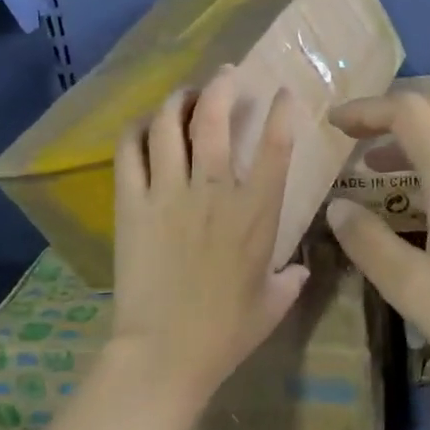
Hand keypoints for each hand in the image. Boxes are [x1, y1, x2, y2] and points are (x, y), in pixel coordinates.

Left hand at [110, 67, 310, 411]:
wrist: (164, 352)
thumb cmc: (225, 332)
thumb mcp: (272, 305)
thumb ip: (290, 280)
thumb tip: (299, 269)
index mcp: (256, 212)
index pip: (277, 145)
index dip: (282, 111)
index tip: (282, 93)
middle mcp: (214, 190)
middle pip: (215, 116)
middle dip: (222, 86)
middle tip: (225, 76)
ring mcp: (168, 192)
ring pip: (170, 123)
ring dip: (179, 99)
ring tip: (184, 95)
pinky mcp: (132, 203)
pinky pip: (130, 149)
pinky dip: (138, 129)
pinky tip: (145, 126)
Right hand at [325, 92, 429, 417]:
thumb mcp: (417, 291)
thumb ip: (369, 244)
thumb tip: (338, 209)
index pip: (408, 110)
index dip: (365, 109)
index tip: (331, 126)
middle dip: (391, 115)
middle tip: (355, 144)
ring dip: (417, 138)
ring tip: (380, 174)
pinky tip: (427, 205)